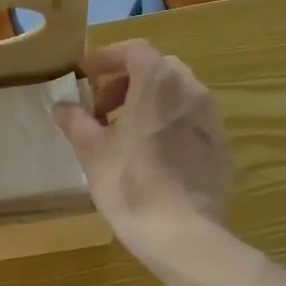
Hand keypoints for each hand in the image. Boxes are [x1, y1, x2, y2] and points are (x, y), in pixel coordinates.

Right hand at [52, 41, 233, 269]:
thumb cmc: (131, 186)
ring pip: (178, 95)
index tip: (87, 76)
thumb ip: (76, 122)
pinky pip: (192, 122)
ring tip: (126, 134)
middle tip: (103, 109)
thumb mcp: (92, 153)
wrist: (184, 235)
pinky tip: (154, 157)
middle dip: (128, 82)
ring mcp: (212, 120)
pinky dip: (170, 125)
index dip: (108, 58)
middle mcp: (192, 91)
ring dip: (150, 103)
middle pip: (159, 69)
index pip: (135, 50)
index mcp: (159, 83)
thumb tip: (62, 106)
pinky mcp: (222, 148)